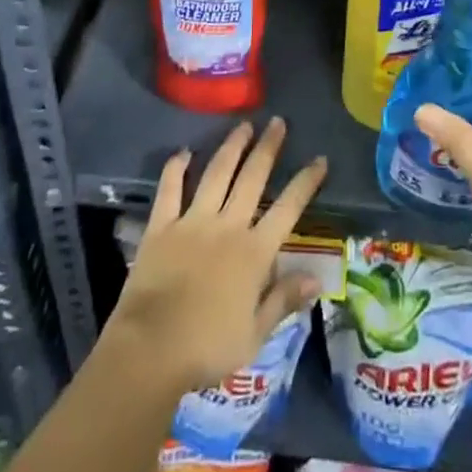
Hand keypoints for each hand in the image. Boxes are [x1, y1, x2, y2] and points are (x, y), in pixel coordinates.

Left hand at [105, 117, 327, 393]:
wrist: (151, 349)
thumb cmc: (207, 348)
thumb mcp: (255, 335)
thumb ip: (283, 300)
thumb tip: (317, 279)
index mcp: (254, 252)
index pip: (288, 208)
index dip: (305, 182)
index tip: (319, 159)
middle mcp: (227, 226)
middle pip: (252, 178)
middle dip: (268, 148)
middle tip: (277, 122)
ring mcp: (193, 221)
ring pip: (217, 173)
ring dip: (232, 147)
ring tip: (243, 125)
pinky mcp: (162, 226)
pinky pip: (170, 189)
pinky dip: (176, 168)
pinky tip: (184, 152)